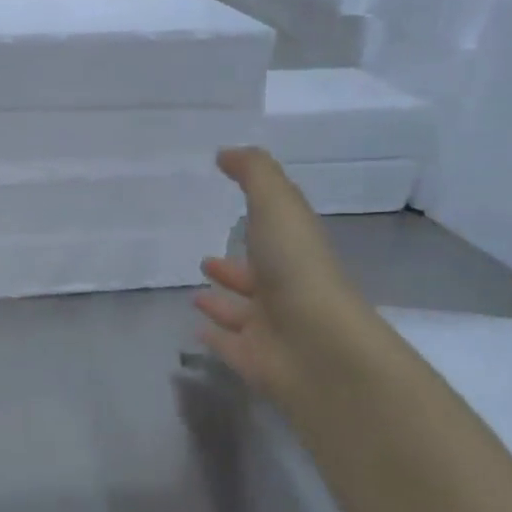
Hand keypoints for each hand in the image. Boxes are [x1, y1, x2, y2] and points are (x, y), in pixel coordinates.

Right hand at [194, 147, 377, 404]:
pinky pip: (228, 345)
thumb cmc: (298, 271)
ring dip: (221, 303)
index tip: (228, 205)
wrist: (316, 348)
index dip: (256, 219)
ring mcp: (269, 328)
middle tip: (205, 261)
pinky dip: (214, 336)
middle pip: (256, 276)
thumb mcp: (278, 206)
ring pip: (241, 312)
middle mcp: (284, 290)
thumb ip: (255, 174)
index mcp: (294, 253)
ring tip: (195, 295)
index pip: (275, 233)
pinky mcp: (251, 359)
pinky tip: (196, 329)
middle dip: (233, 268)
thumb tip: (226, 153)